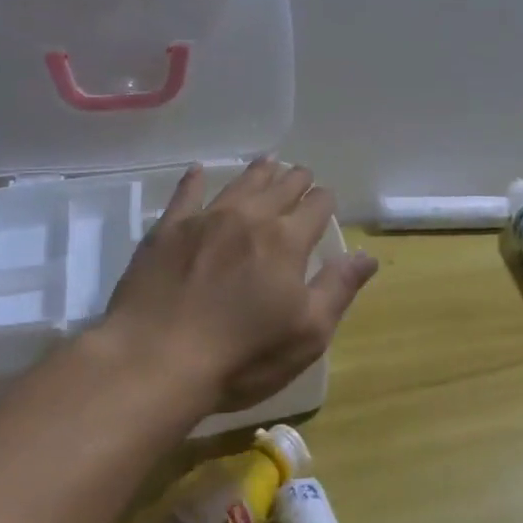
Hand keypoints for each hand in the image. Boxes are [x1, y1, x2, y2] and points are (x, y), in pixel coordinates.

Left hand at [103, 159, 379, 411]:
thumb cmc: (243, 355)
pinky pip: (185, 194)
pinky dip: (196, 180)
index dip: (324, 201)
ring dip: (257, 173)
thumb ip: (339, 288)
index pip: (316, 206)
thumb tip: (367, 256)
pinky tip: (199, 171)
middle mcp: (249, 218)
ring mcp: (204, 220)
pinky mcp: (166, 231)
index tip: (326, 201)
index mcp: (287, 241)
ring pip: (239, 184)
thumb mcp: (308, 332)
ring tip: (267, 162)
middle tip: (301, 175)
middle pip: (280, 187)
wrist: (155, 360)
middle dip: (296, 179)